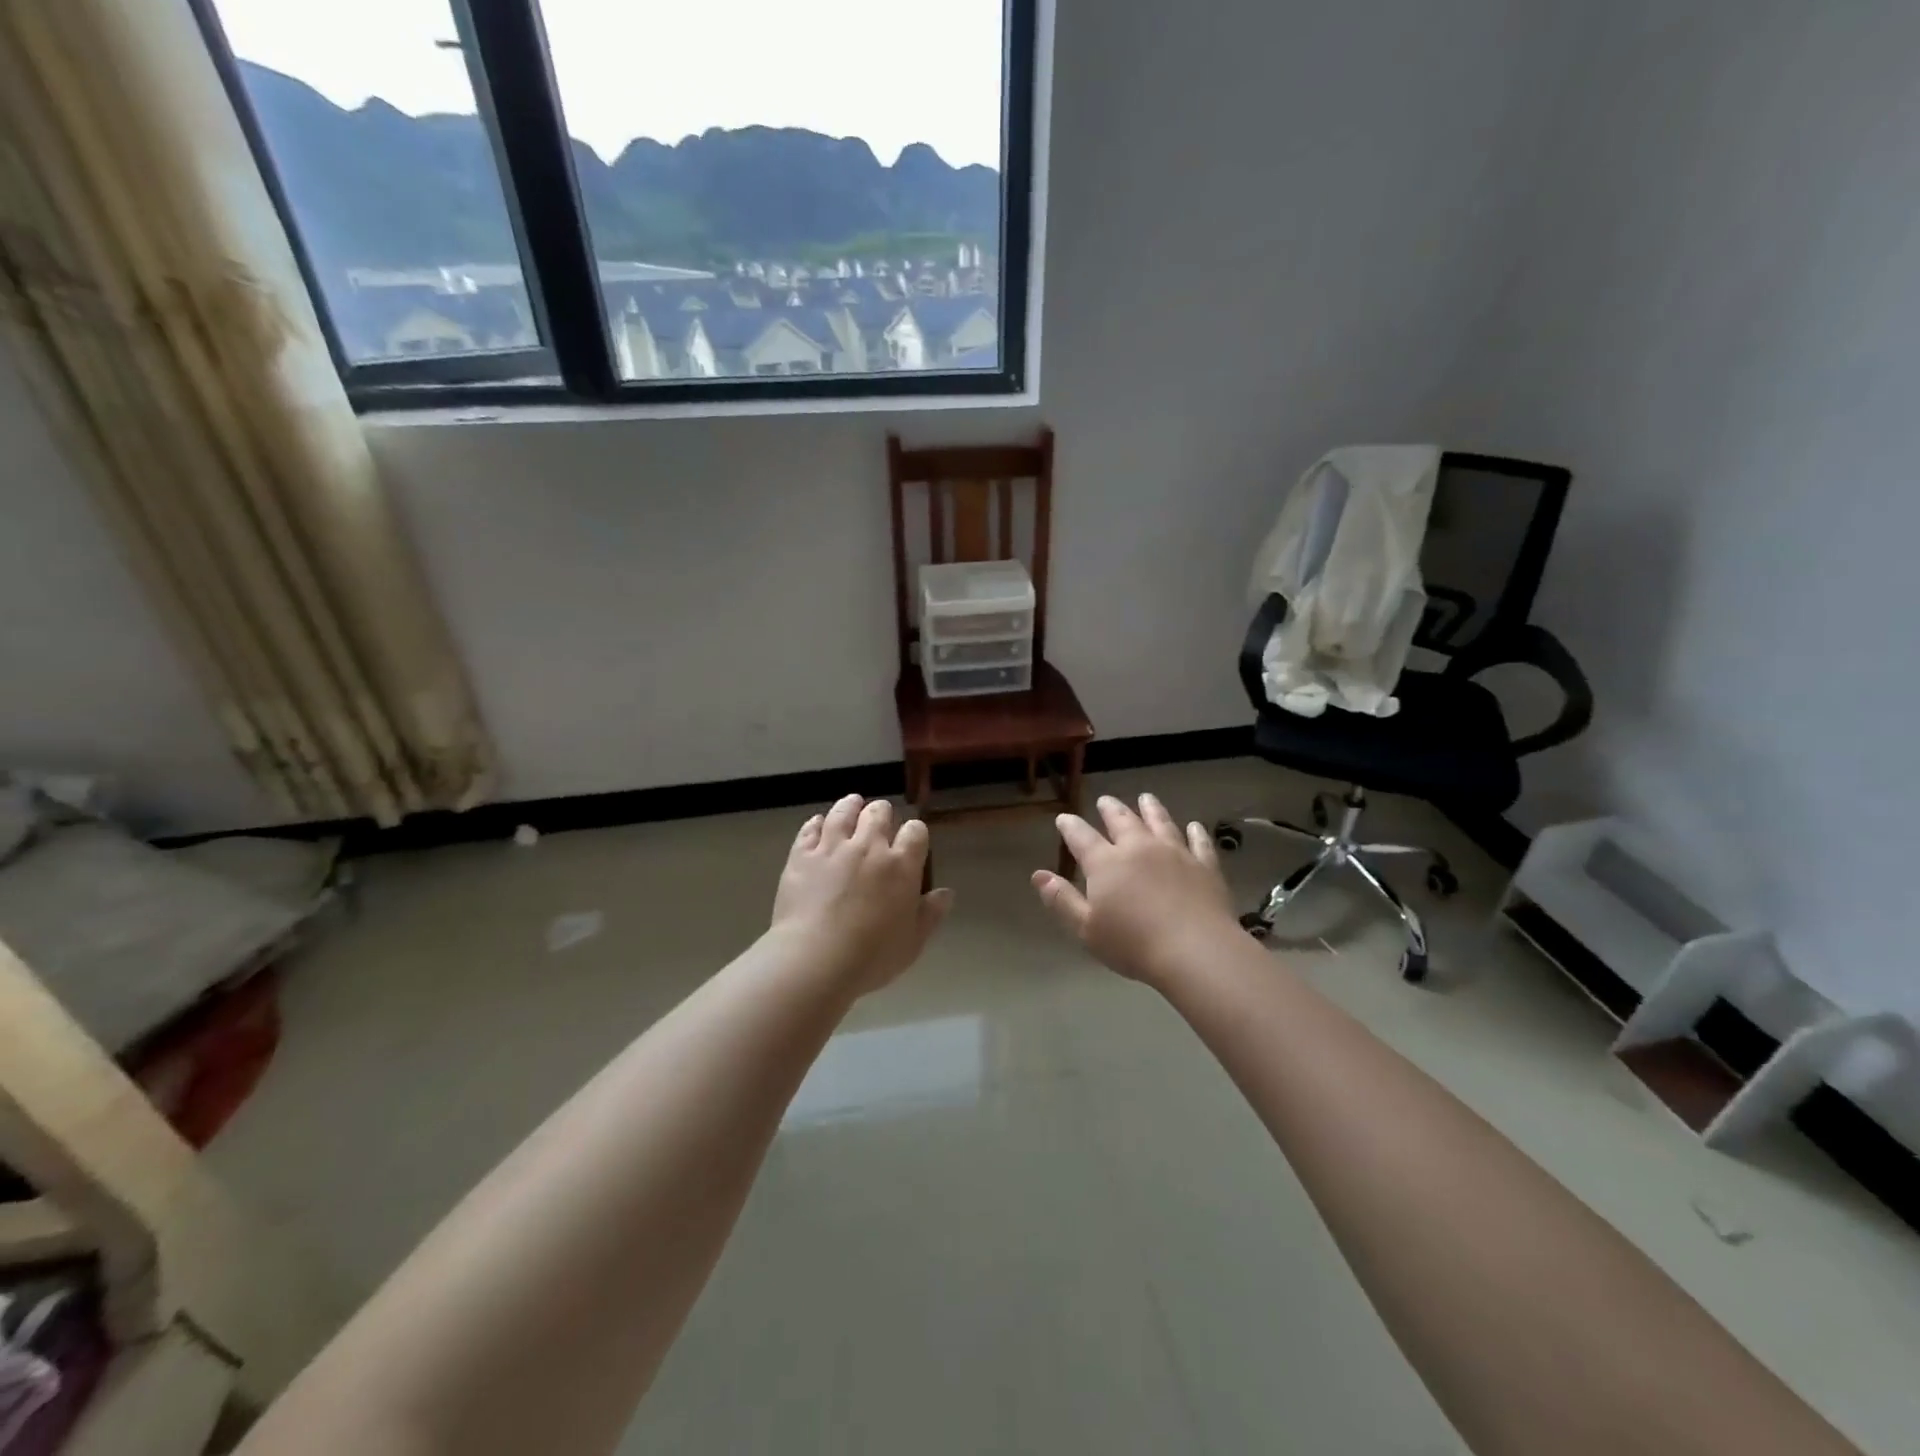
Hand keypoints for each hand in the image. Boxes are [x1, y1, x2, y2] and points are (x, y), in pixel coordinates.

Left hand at [771, 794, 953, 995]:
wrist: (815, 959)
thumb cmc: (871, 957)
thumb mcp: (912, 942)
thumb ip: (930, 914)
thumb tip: (946, 894)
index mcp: (901, 865)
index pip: (915, 832)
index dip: (915, 833)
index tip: (912, 840)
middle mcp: (869, 847)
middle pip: (879, 813)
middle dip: (883, 814)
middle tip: (880, 821)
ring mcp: (832, 848)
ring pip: (844, 812)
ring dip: (851, 806)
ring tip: (853, 804)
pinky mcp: (802, 855)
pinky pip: (810, 829)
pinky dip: (817, 823)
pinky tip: (819, 823)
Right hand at [1031, 793, 1241, 987]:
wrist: (1195, 950)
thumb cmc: (1133, 944)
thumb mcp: (1086, 928)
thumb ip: (1061, 899)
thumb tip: (1038, 875)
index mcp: (1106, 863)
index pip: (1082, 837)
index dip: (1070, 827)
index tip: (1063, 818)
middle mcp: (1139, 848)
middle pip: (1122, 821)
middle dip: (1110, 809)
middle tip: (1105, 800)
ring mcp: (1175, 853)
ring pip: (1160, 822)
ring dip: (1151, 809)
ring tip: (1145, 798)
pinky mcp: (1205, 865)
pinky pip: (1198, 842)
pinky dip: (1195, 832)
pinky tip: (1194, 826)